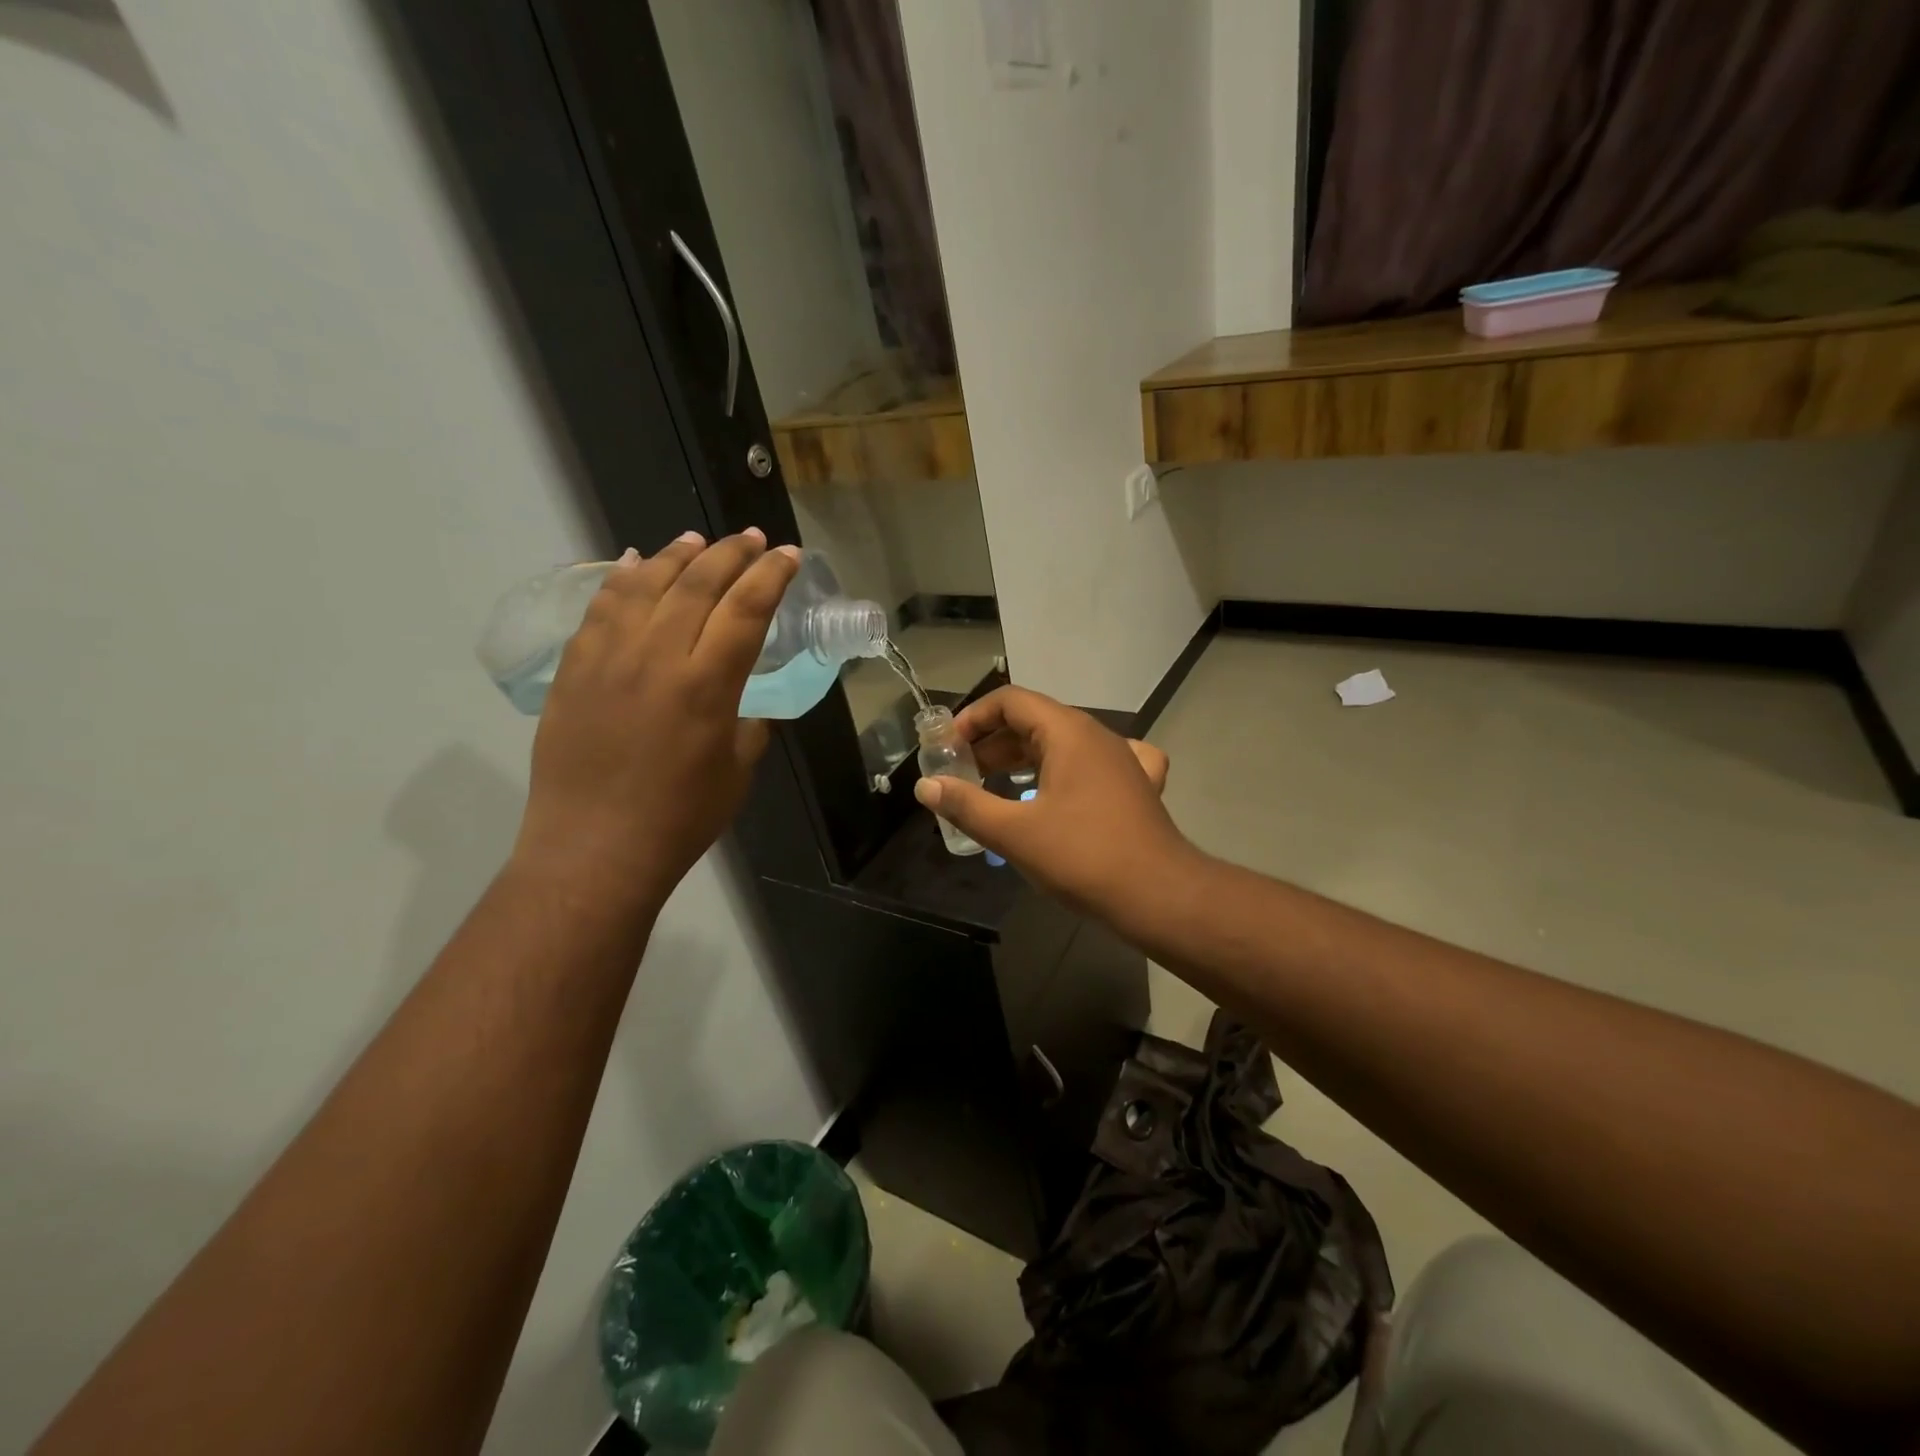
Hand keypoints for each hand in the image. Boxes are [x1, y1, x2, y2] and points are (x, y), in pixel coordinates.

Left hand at [511, 530, 799, 911]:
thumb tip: (747, 702)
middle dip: (732, 553)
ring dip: (678, 556)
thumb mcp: (738, 771)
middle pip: (698, 583)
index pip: (746, 609)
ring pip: (645, 584)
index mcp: (707, 686)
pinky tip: (637, 564)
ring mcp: (608, 658)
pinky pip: (599, 607)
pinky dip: (622, 579)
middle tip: (753, 538)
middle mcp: (657, 658)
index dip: (772, 576)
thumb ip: (750, 724)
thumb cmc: (680, 818)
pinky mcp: (574, 668)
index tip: (789, 556)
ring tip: (699, 540)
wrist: (594, 848)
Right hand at [913, 686, 1193, 919]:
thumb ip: (966, 804)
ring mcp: (1122, 759)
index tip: (948, 747)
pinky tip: (1063, 787)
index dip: (973, 718)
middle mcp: (1097, 735)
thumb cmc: (1082, 857)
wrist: (1159, 895)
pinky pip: (1095, 764)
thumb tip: (926, 786)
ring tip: (994, 786)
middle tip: (963, 773)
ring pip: (1063, 743)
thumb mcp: (1014, 832)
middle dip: (993, 743)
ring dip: (1024, 758)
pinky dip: (1067, 770)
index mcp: (1068, 732)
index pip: (1011, 701)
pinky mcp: (1137, 785)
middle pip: (1035, 720)